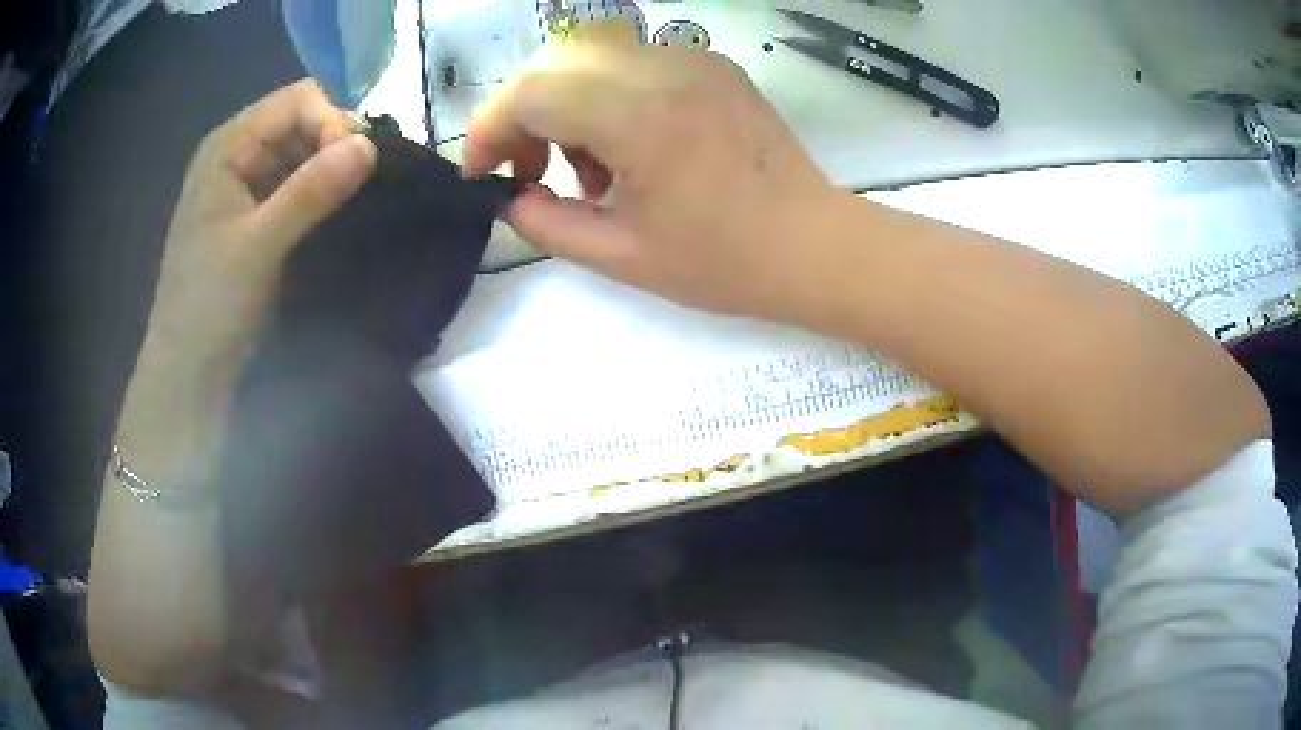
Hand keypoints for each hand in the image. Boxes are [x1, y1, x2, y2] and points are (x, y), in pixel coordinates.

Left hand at [133, 80, 375, 409]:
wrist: (189, 371)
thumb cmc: (210, 305)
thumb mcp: (259, 245)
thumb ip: (310, 191)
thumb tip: (370, 145)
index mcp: (227, 146)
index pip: (297, 101)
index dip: (331, 121)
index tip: (356, 164)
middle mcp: (236, 153)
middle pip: (301, 121)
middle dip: (334, 143)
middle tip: (358, 185)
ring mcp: (245, 184)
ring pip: (302, 152)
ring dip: (330, 168)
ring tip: (351, 200)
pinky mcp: (254, 214)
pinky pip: (296, 183)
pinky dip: (320, 191)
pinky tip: (334, 213)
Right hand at [463, 45, 845, 320]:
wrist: (814, 245)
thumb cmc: (725, 262)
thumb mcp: (620, 257)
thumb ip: (545, 224)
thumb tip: (508, 199)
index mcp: (641, 118)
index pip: (531, 91)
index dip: (489, 128)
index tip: (482, 171)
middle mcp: (664, 70)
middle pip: (554, 60)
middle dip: (522, 111)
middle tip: (532, 169)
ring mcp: (694, 60)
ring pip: (590, 55)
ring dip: (565, 102)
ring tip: (592, 169)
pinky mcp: (713, 64)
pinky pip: (633, 61)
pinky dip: (606, 95)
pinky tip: (629, 144)